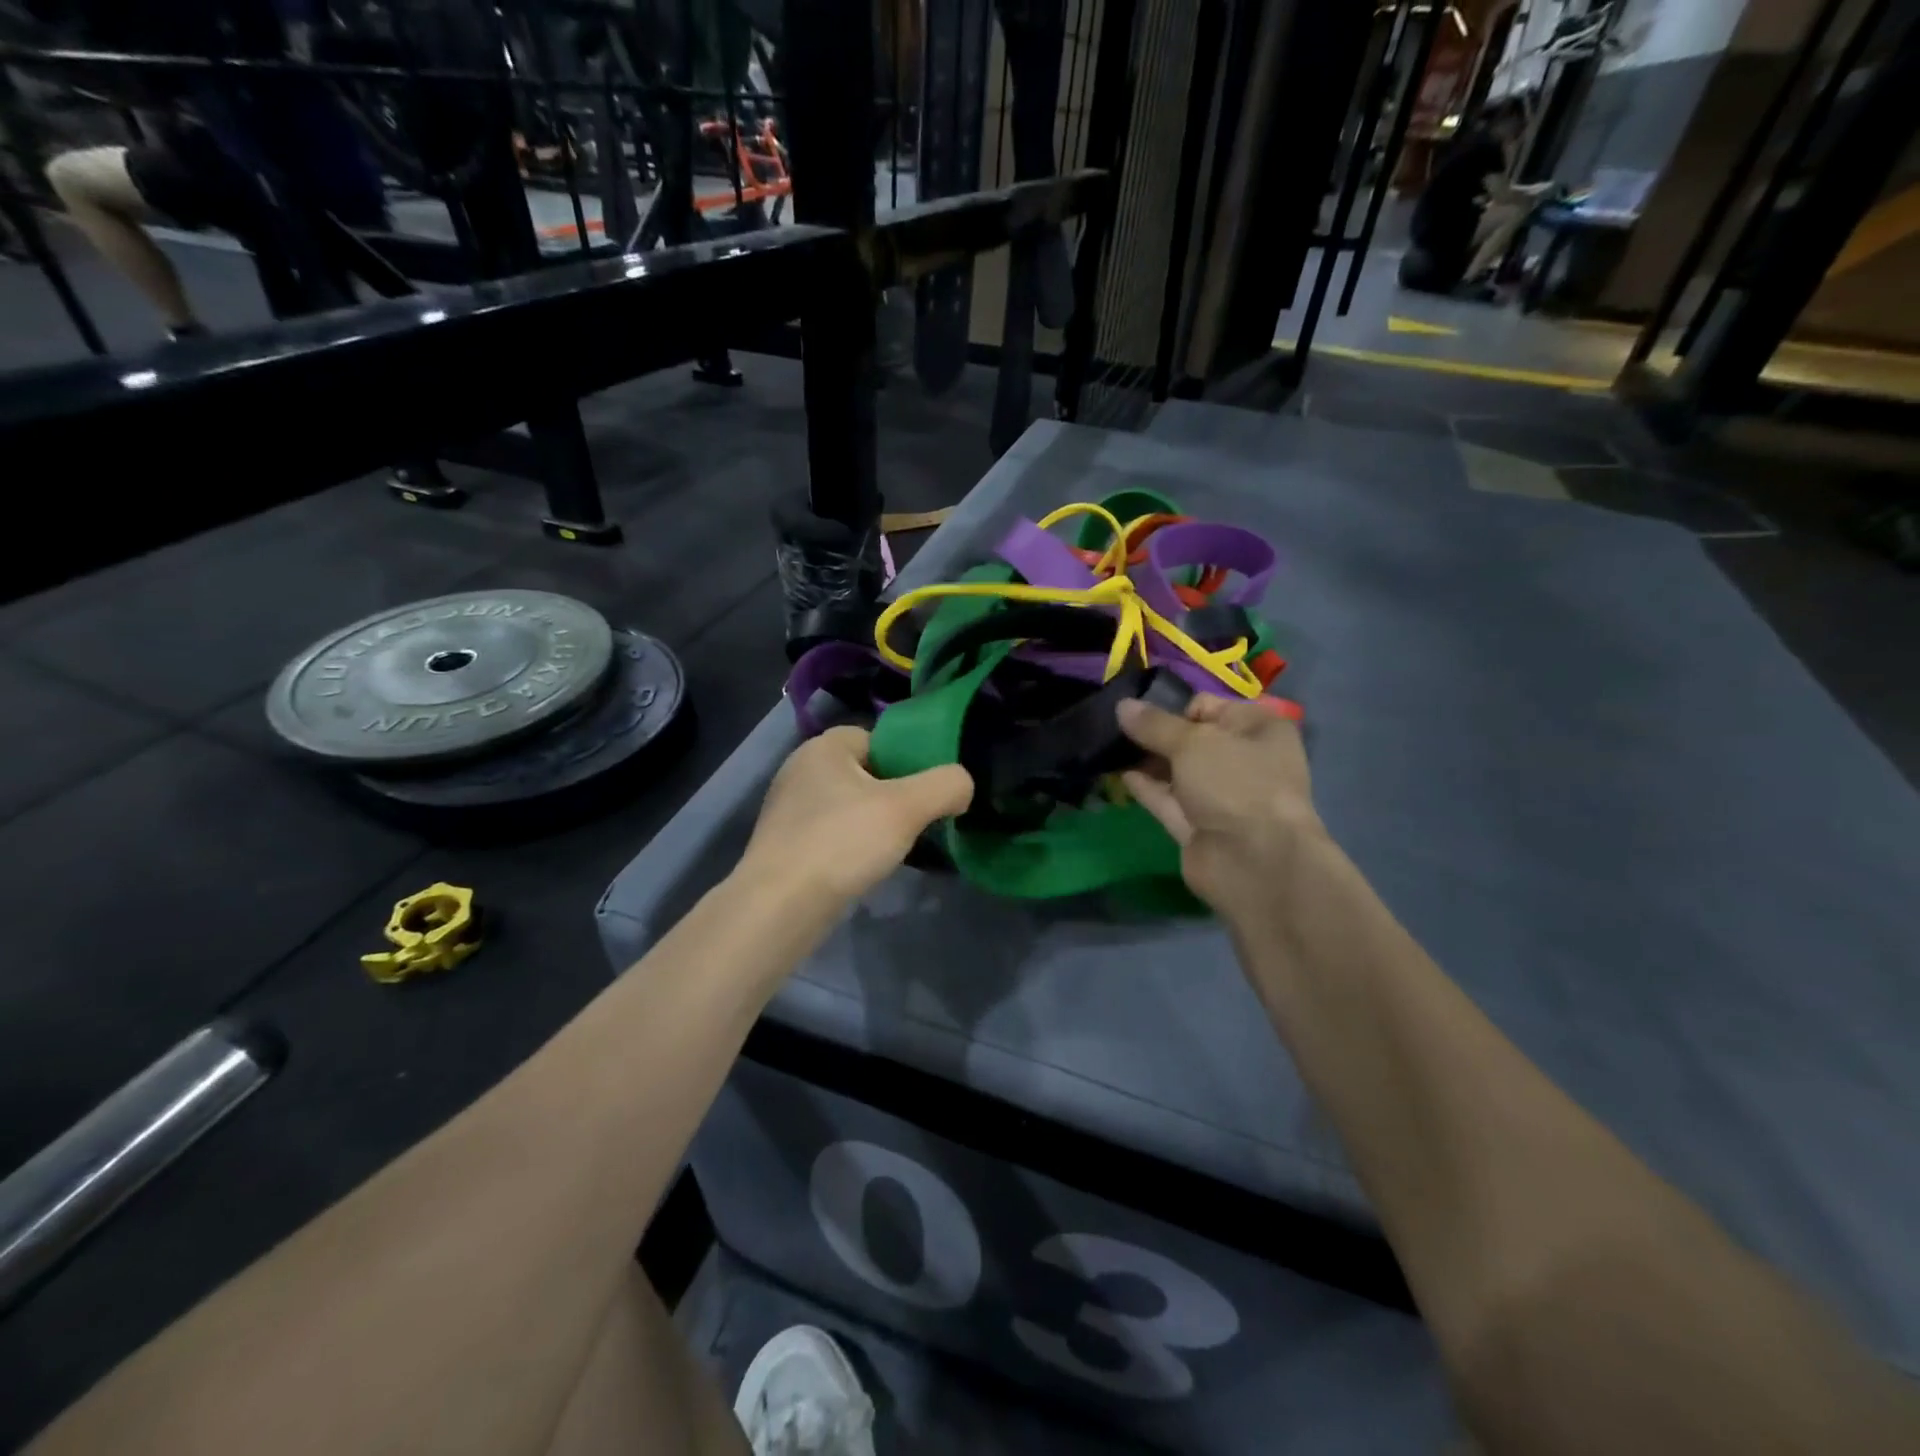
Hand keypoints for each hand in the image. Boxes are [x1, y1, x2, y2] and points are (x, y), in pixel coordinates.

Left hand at [742, 726, 973, 904]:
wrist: (779, 906)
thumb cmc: (842, 843)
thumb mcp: (907, 808)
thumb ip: (945, 786)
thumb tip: (963, 785)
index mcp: (823, 747)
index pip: (877, 739)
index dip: (905, 763)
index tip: (922, 794)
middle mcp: (799, 769)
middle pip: (863, 774)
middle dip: (891, 796)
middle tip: (912, 825)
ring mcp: (785, 808)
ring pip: (846, 806)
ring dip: (869, 824)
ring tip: (888, 851)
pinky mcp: (781, 844)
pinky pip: (828, 834)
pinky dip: (847, 847)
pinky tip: (859, 870)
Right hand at [1117, 695, 1325, 917]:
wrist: (1254, 860)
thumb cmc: (1235, 783)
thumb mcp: (1192, 742)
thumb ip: (1154, 724)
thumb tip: (1122, 705)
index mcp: (1258, 729)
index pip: (1210, 706)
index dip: (1177, 709)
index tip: (1146, 716)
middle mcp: (1243, 760)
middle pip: (1192, 740)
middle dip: (1158, 736)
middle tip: (1118, 730)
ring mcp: (1222, 797)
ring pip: (1179, 771)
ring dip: (1149, 761)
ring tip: (1111, 749)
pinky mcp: (1200, 827)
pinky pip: (1170, 800)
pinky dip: (1148, 788)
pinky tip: (1121, 775)